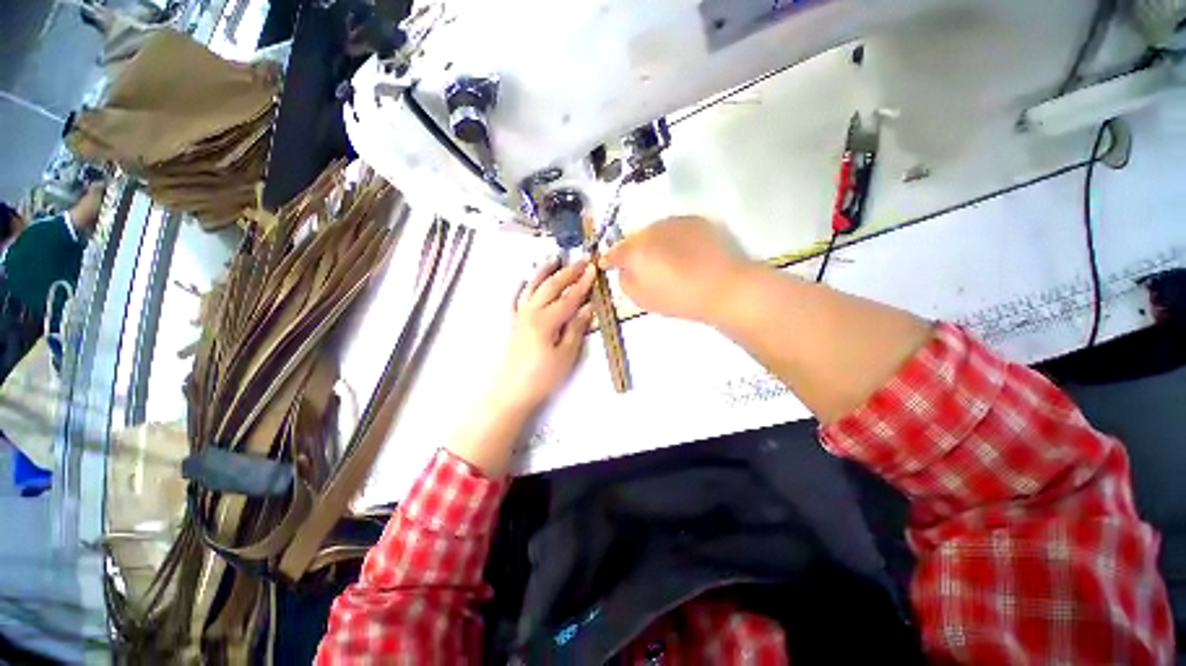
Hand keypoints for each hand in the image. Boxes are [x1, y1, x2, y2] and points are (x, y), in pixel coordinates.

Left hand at [492, 257, 595, 412]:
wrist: (511, 392)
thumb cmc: (542, 377)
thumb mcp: (566, 355)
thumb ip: (576, 329)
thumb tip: (587, 307)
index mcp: (546, 321)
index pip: (569, 297)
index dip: (582, 283)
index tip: (593, 269)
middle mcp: (531, 312)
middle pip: (551, 287)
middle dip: (567, 272)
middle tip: (581, 260)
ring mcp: (519, 316)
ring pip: (532, 287)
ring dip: (543, 272)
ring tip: (553, 258)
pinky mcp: (512, 323)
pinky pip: (516, 299)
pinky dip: (521, 287)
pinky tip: (523, 280)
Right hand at [600, 216, 751, 323]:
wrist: (723, 286)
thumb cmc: (678, 297)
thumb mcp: (641, 298)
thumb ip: (625, 281)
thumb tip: (624, 269)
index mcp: (634, 250)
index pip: (614, 252)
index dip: (608, 259)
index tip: (606, 264)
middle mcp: (650, 229)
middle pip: (635, 239)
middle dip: (634, 251)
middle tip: (641, 266)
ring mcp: (674, 222)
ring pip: (655, 231)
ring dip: (654, 242)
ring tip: (665, 259)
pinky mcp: (695, 221)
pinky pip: (675, 229)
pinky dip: (674, 239)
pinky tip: (684, 253)